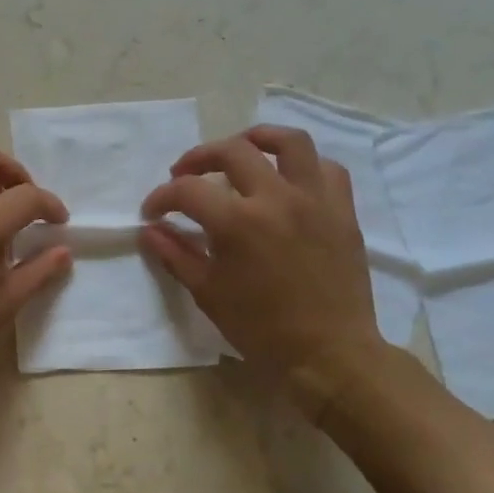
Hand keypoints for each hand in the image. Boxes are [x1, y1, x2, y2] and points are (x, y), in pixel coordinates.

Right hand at [139, 126, 383, 386]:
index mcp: (238, 223)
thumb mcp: (208, 294)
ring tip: (240, 149)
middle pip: (232, 151)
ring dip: (257, 138)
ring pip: (289, 142)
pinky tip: (287, 179)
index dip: (162, 197)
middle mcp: (276, 199)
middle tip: (185, 174)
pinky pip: (327, 169)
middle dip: (198, 157)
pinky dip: (303, 165)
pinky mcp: (343, 211)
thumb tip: (150, 230)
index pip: (188, 190)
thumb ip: (176, 255)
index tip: (153, 211)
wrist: (329, 354)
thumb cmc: (262, 330)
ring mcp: (315, 200)